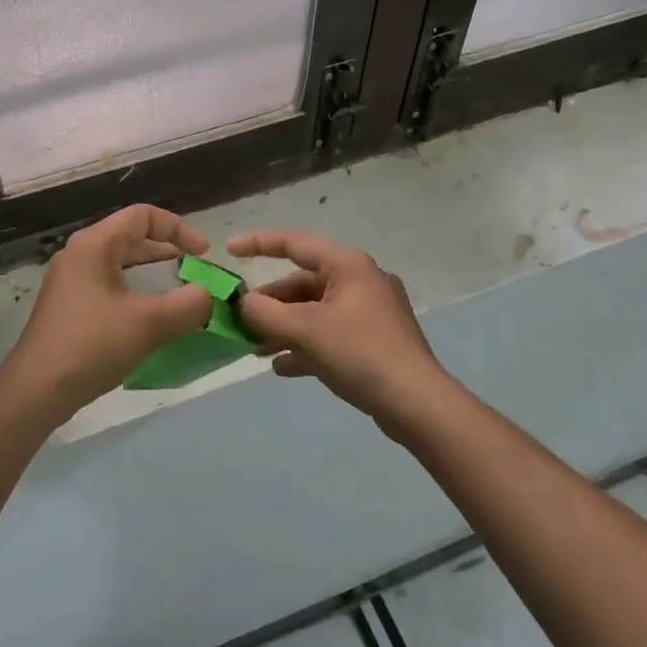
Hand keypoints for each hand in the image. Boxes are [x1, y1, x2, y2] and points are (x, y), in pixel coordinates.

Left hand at [2, 205, 214, 422]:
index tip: (203, 256)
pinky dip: (135, 293)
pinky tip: (149, 320)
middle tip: (194, 274)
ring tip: (178, 295)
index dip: (179, 229)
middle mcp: (79, 254)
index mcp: (94, 244)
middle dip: (167, 253)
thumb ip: (189, 305)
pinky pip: (109, 286)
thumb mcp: (149, 323)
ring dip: (152, 275)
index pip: (143, 216)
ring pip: (120, 264)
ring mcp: (70, 281)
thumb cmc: (92, 345)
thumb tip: (209, 296)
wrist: (36, 390)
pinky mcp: (68, 307)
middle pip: (131, 238)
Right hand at [230, 228, 452, 434]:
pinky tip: (282, 367)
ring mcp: (370, 312)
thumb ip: (265, 313)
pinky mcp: (375, 341)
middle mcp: (361, 281)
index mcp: (348, 265)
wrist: (417, 403)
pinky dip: (305, 345)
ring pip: (315, 311)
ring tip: (256, 349)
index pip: (295, 243)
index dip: (258, 243)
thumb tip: (243, 303)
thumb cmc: (360, 353)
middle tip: (241, 321)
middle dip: (270, 303)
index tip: (229, 250)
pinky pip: (330, 334)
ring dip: (283, 327)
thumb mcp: (305, 330)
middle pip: (303, 283)